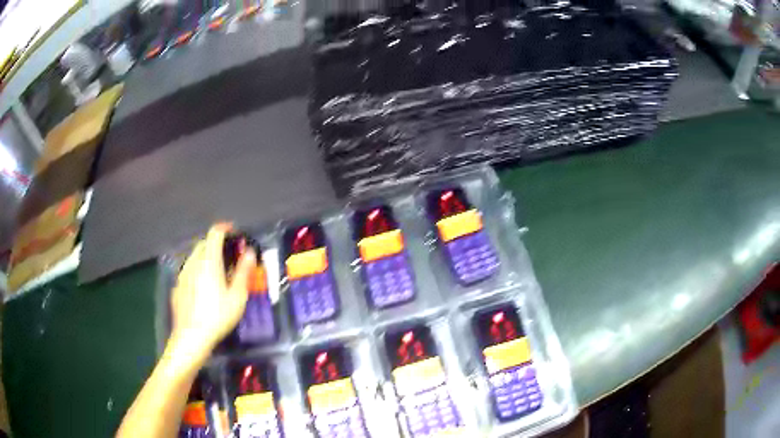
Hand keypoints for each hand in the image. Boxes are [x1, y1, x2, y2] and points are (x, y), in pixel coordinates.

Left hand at [168, 223, 254, 361]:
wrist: (191, 337)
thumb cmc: (217, 316)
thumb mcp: (237, 296)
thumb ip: (243, 272)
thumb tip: (250, 252)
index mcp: (209, 261)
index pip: (214, 233)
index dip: (225, 229)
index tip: (236, 234)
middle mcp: (193, 262)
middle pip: (204, 243)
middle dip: (217, 244)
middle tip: (230, 257)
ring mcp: (182, 274)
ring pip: (195, 257)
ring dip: (207, 257)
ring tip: (218, 273)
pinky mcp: (177, 286)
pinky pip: (189, 271)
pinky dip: (198, 271)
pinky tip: (204, 289)